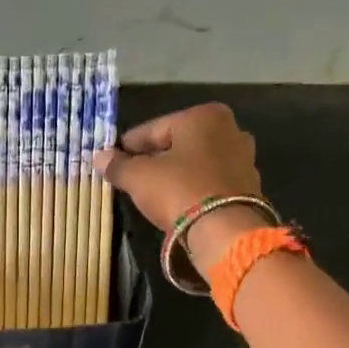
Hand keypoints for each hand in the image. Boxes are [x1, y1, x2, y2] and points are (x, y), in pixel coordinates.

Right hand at [93, 103, 268, 266]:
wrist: (224, 231)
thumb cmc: (179, 190)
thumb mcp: (139, 177)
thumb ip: (118, 165)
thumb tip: (99, 157)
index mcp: (203, 116)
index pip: (153, 129)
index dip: (128, 146)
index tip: (112, 160)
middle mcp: (230, 129)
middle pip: (178, 144)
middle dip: (155, 160)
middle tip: (131, 178)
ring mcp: (244, 158)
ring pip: (196, 163)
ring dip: (175, 175)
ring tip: (153, 193)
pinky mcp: (249, 186)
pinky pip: (210, 182)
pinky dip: (193, 188)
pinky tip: (178, 203)